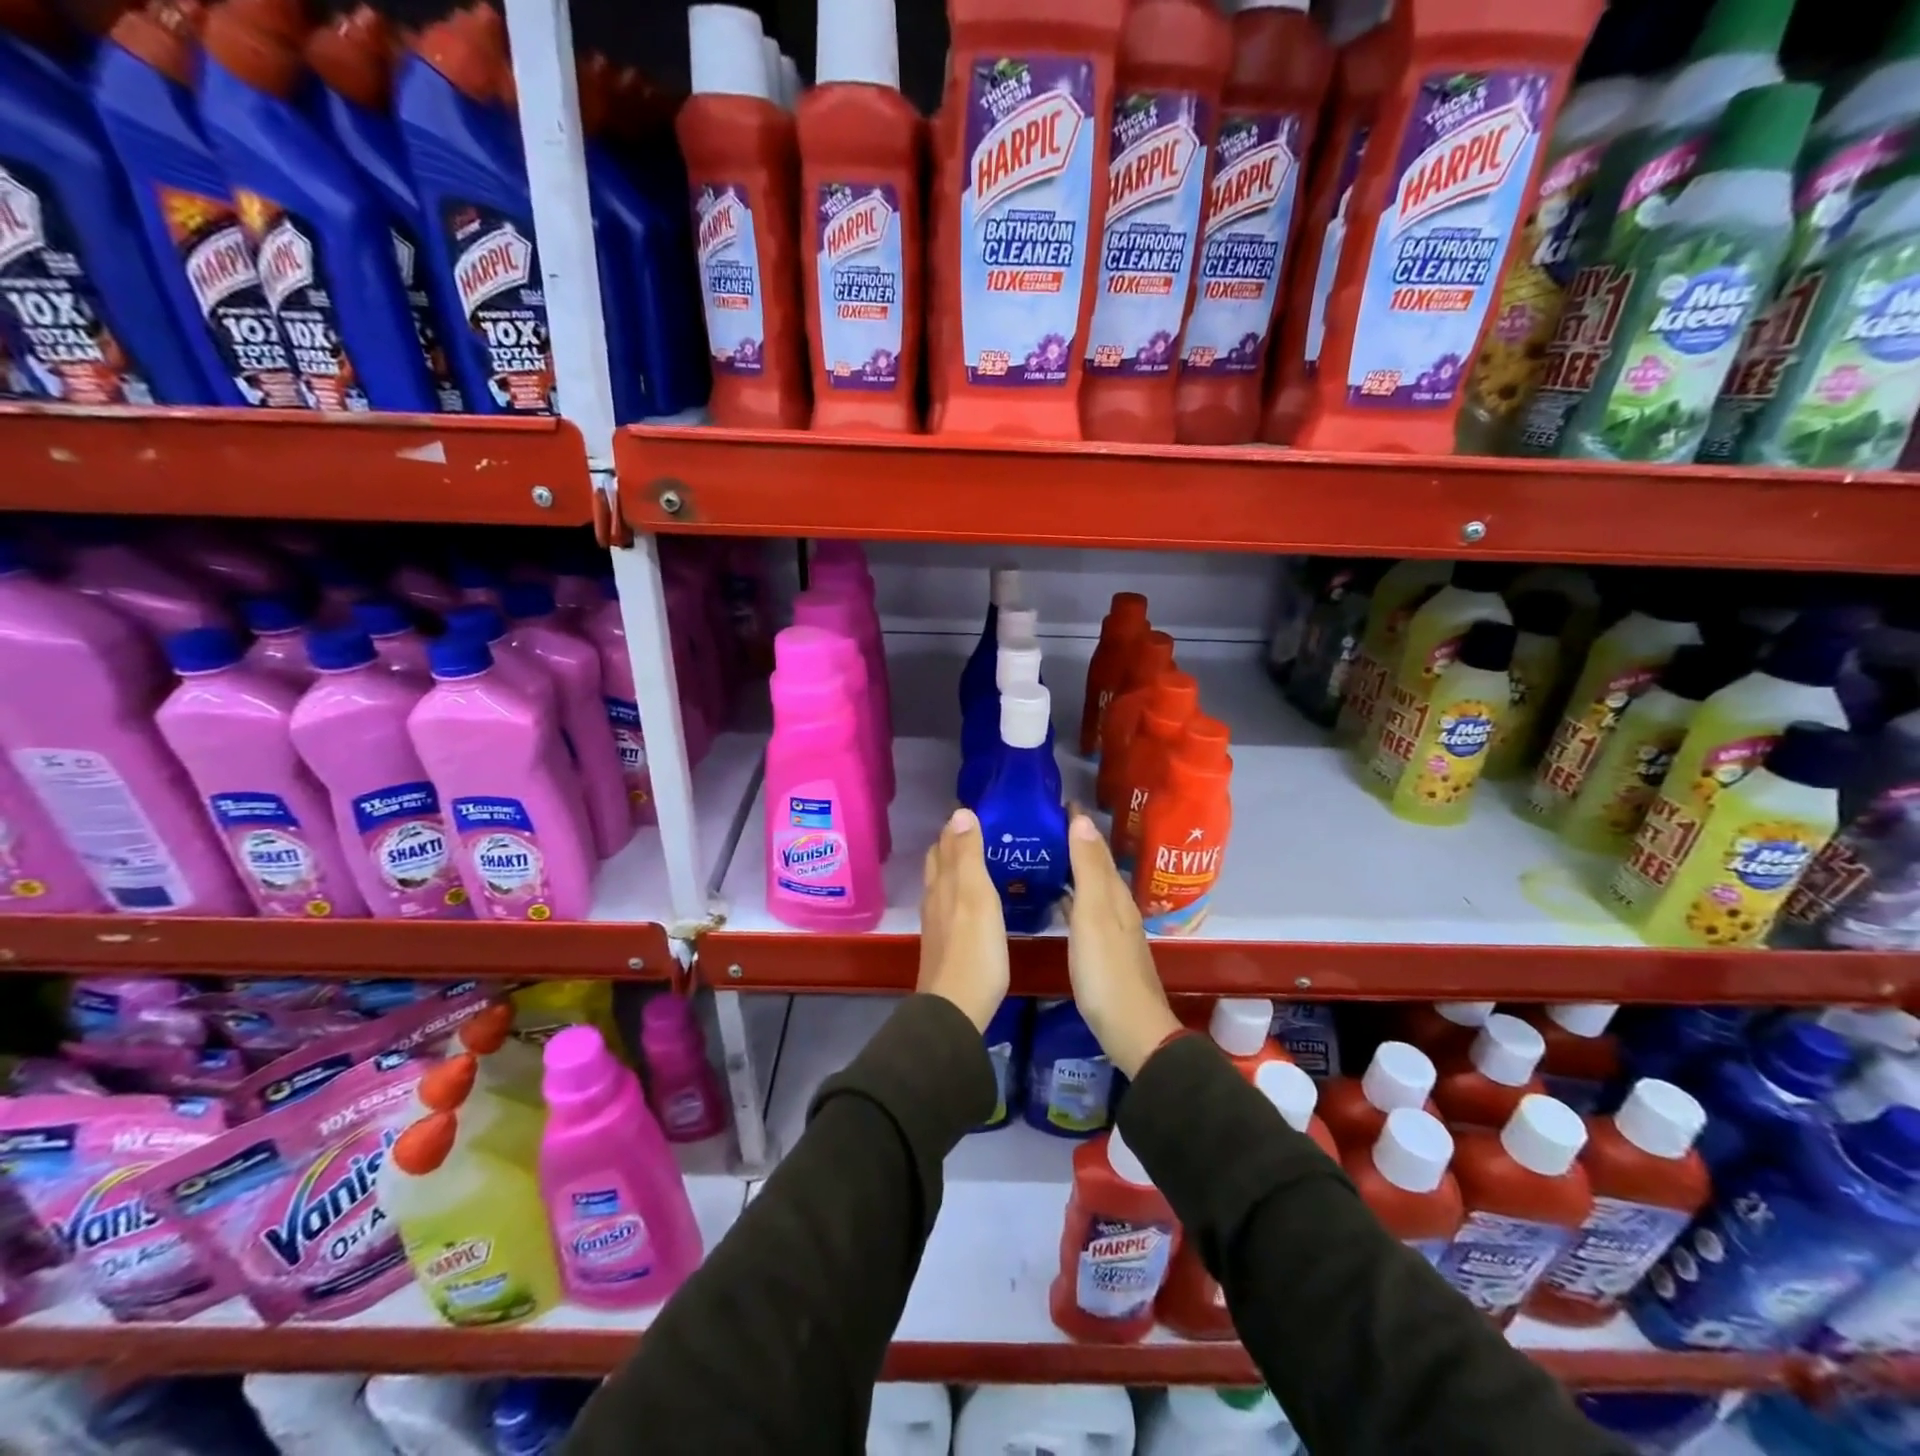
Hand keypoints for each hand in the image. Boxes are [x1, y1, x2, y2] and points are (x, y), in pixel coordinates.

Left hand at [917, 807, 1009, 1031]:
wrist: (956, 1008)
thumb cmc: (974, 950)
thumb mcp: (976, 896)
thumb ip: (968, 856)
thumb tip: (959, 812)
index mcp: (943, 883)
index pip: (944, 843)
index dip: (956, 825)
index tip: (975, 810)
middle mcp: (935, 898)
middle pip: (939, 862)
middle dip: (954, 843)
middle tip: (981, 831)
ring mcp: (938, 923)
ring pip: (943, 884)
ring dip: (957, 867)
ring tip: (981, 859)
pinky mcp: (946, 944)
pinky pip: (951, 906)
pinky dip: (961, 892)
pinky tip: (976, 900)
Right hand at [1065, 810, 1179, 1077]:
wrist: (1131, 1030)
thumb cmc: (1106, 971)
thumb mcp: (1094, 915)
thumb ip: (1088, 869)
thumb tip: (1082, 819)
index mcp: (1114, 894)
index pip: (1096, 847)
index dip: (1079, 824)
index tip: (1058, 801)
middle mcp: (1116, 906)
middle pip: (1095, 865)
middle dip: (1073, 842)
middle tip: (1042, 825)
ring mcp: (1111, 929)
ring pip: (1090, 887)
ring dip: (1071, 868)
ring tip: (1043, 854)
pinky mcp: (1103, 950)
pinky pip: (1083, 909)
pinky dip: (1070, 896)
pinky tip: (1055, 900)